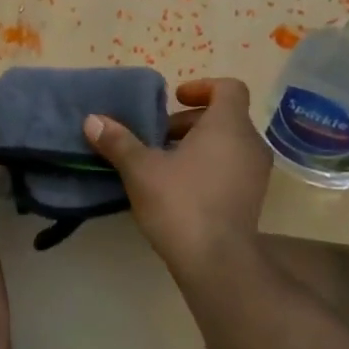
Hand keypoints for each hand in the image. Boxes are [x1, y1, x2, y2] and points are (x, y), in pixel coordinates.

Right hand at [83, 77, 272, 280]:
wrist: (216, 261)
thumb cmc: (180, 203)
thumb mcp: (141, 170)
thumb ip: (118, 141)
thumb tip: (92, 120)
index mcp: (229, 126)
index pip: (229, 88)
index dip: (202, 87)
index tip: (175, 99)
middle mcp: (250, 144)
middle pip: (225, 117)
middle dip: (190, 122)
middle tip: (158, 137)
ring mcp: (256, 174)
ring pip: (229, 145)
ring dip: (198, 146)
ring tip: (164, 164)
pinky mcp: (253, 200)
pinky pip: (232, 169)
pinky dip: (209, 167)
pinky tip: (179, 189)